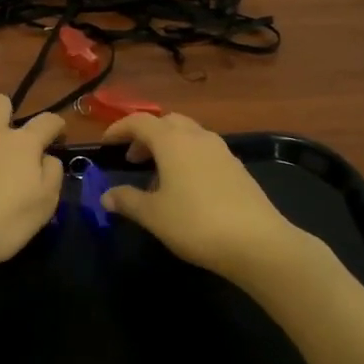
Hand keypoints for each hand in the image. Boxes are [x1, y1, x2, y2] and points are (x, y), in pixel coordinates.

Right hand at [99, 113, 306, 284]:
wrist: (258, 242)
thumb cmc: (196, 223)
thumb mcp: (153, 215)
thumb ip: (127, 201)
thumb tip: (106, 196)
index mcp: (172, 141)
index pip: (140, 122)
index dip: (119, 128)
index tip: (106, 144)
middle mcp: (197, 137)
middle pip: (167, 122)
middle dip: (146, 135)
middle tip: (132, 158)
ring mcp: (221, 150)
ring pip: (188, 134)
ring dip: (168, 145)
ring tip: (157, 174)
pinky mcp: (237, 167)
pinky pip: (204, 150)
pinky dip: (187, 157)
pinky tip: (185, 186)